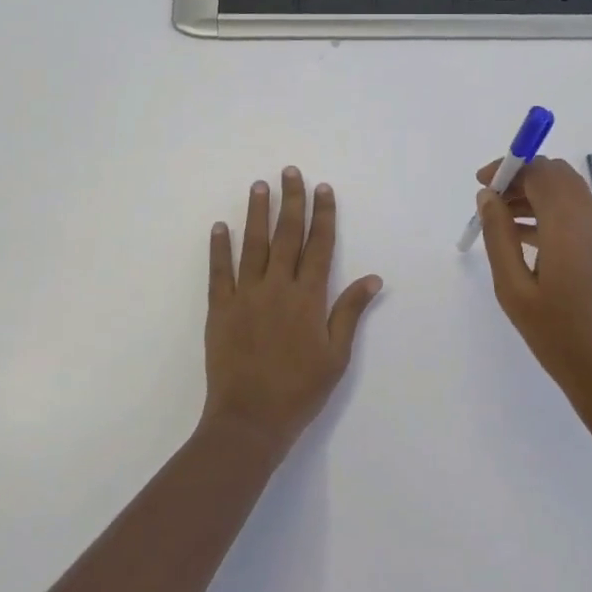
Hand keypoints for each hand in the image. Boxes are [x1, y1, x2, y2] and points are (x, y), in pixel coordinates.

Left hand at [204, 167, 382, 453]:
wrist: (250, 420)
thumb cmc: (300, 390)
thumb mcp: (336, 355)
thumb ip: (350, 312)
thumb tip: (372, 277)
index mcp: (309, 298)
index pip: (319, 246)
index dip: (323, 215)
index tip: (323, 189)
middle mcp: (278, 288)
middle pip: (287, 236)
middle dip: (291, 201)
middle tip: (290, 172)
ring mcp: (246, 296)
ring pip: (253, 245)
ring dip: (257, 213)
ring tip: (259, 186)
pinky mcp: (220, 309)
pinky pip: (219, 272)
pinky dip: (219, 247)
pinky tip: (220, 226)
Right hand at [474, 157, 591, 416]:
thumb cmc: (558, 336)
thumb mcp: (514, 288)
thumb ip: (498, 236)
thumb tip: (488, 196)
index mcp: (569, 224)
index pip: (540, 170)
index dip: (509, 168)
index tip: (482, 185)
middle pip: (557, 175)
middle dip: (522, 178)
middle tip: (491, 203)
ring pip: (569, 193)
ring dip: (536, 195)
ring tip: (502, 223)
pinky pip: (579, 214)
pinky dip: (552, 213)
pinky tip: (527, 240)